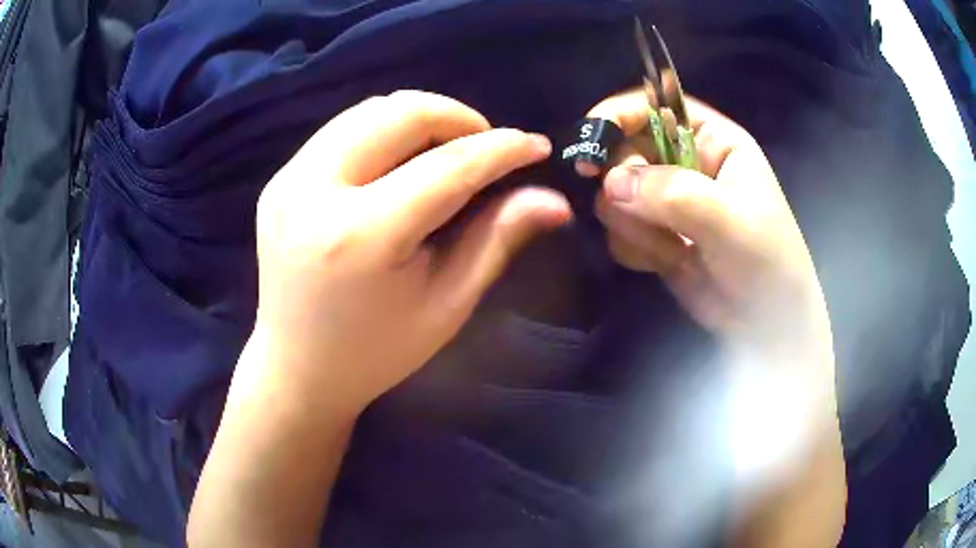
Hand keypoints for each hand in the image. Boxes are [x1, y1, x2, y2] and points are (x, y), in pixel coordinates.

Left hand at [245, 91, 571, 416]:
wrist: (295, 368)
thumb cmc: (374, 352)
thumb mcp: (445, 305)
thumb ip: (496, 241)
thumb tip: (554, 199)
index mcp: (361, 236)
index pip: (446, 166)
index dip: (500, 149)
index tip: (536, 145)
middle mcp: (314, 192)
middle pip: (401, 114)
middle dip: (458, 118)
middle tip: (487, 147)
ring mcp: (288, 180)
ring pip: (369, 110)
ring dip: (421, 118)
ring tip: (449, 150)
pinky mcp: (279, 180)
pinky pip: (342, 129)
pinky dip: (384, 130)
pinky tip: (403, 160)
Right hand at [582, 90, 832, 366]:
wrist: (765, 324)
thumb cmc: (766, 262)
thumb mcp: (730, 221)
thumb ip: (673, 193)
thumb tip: (610, 182)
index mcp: (714, 141)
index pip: (657, 107)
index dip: (621, 114)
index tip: (590, 140)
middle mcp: (687, 163)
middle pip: (626, 149)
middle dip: (626, 183)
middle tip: (641, 212)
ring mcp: (668, 201)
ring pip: (616, 193)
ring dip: (634, 224)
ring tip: (673, 247)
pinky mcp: (655, 235)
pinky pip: (619, 229)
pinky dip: (634, 248)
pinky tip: (666, 262)